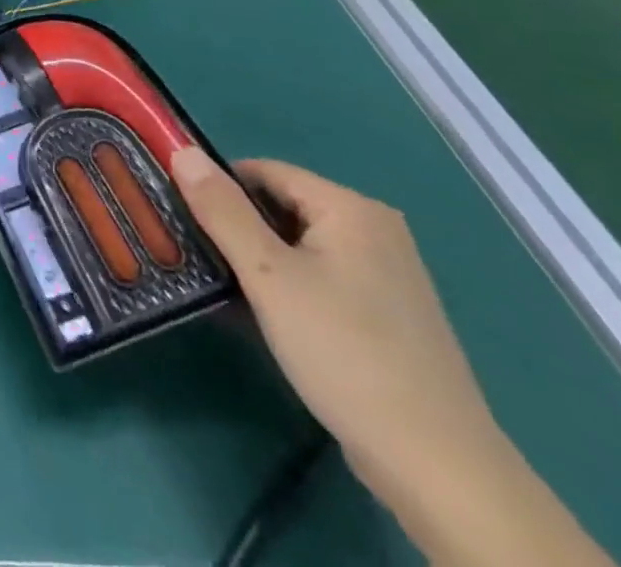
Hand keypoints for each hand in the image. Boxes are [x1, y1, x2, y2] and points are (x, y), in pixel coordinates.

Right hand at [169, 149, 497, 493]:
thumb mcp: (268, 276)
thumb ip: (222, 209)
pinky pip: (322, 275)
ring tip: (224, 286)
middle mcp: (375, 228)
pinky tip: (267, 316)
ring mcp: (387, 273)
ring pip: (299, 244)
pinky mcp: (388, 312)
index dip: (218, 188)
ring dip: (259, 259)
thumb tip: (182, 151)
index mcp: (350, 208)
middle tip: (198, 254)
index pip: (263, 171)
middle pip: (282, 205)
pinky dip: (288, 285)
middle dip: (237, 226)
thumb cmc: (344, 353)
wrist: (439, 469)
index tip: (182, 216)